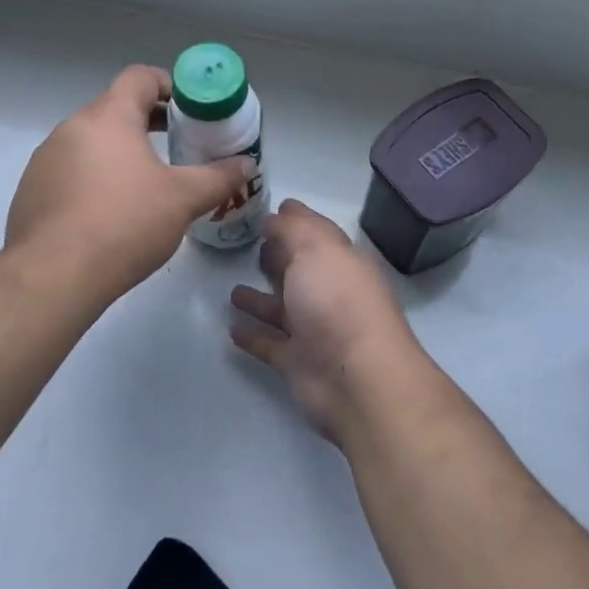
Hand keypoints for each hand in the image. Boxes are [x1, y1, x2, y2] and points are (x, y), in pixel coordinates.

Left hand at [6, 66, 254, 303]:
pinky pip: (69, 170)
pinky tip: (107, 213)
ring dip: (118, 151)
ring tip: (144, 183)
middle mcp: (71, 127)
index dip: (168, 85)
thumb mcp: (183, 199)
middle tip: (177, 145)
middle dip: (148, 122)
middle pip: (115, 108)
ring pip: (90, 141)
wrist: (55, 274)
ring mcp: (46, 158)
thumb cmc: (125, 223)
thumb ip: (218, 177)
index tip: (189, 110)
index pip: (139, 78)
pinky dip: (92, 178)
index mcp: (108, 117)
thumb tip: (247, 165)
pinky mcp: (31, 190)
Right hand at [229, 200, 429, 446]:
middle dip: (278, 258)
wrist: (357, 380)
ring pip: (282, 310)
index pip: (317, 234)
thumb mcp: (317, 249)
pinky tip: (230, 328)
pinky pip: (270, 344)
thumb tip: (276, 216)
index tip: (272, 208)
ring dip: (259, 300)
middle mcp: (330, 294)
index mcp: (341, 263)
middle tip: (249, 246)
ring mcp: (315, 331)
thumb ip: (294, 229)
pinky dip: (253, 336)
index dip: (296, 220)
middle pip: (300, 271)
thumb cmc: (338, 302)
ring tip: (232, 291)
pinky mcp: (298, 363)